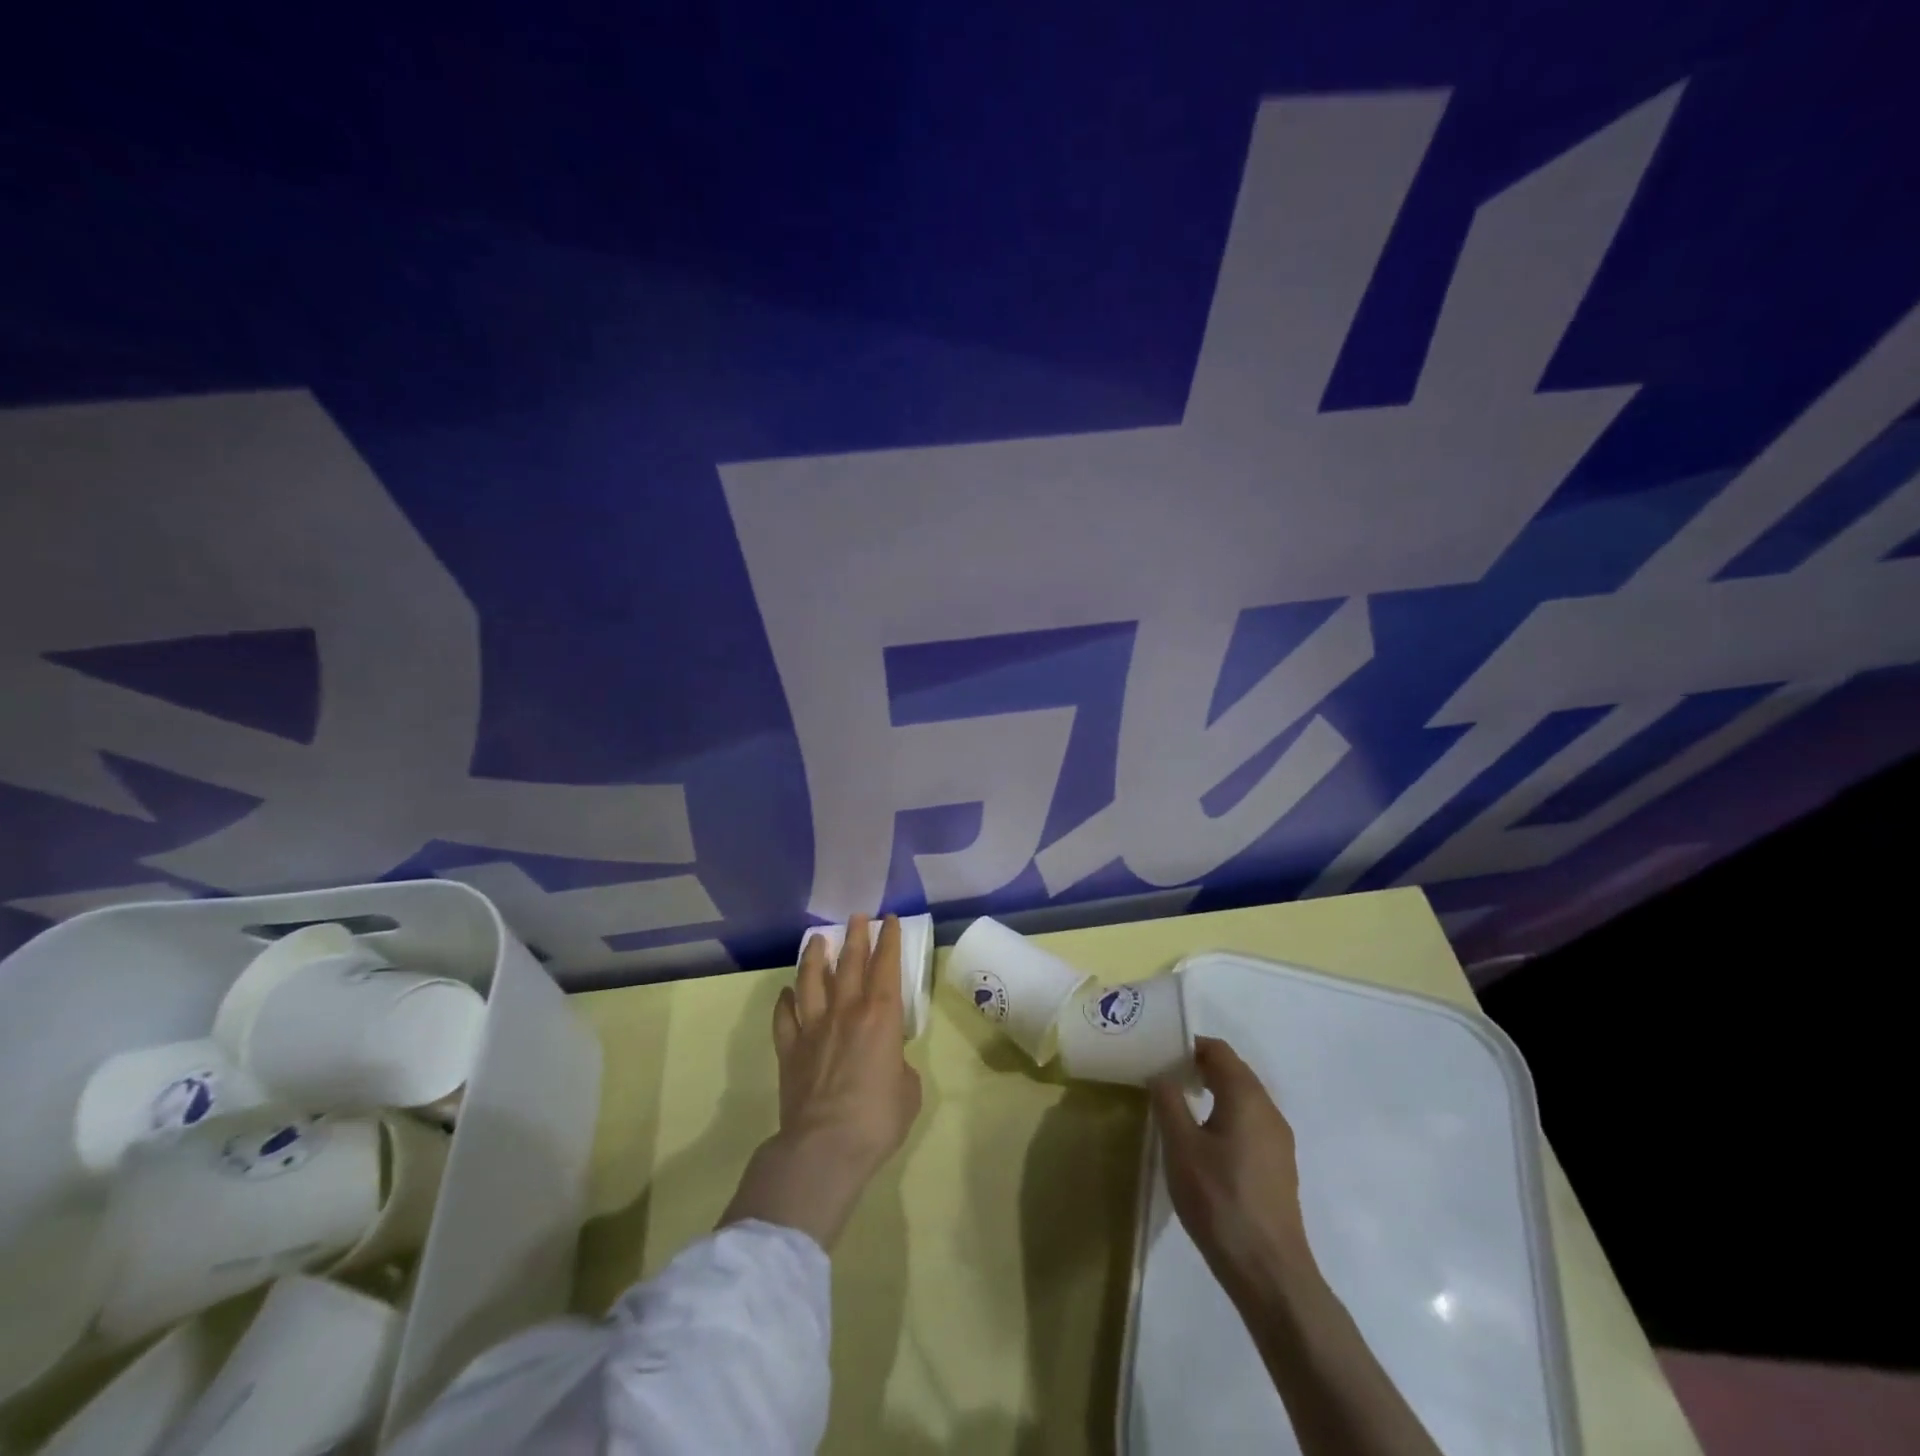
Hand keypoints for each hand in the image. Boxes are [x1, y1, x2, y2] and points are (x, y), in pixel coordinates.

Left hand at [722, 914, 923, 1248]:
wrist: (824, 1147)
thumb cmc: (877, 1118)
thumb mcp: (908, 1091)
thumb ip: (900, 1065)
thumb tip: (888, 1061)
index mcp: (881, 1015)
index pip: (886, 965)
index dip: (889, 939)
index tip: (888, 920)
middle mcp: (846, 1010)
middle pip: (849, 962)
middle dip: (856, 936)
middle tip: (857, 916)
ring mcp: (813, 1027)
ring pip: (811, 980)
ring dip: (814, 957)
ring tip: (817, 940)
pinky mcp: (789, 1049)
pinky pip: (784, 1017)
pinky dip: (785, 1001)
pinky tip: (786, 993)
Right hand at [1153, 1039, 1445, 1455]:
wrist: (1269, 1273)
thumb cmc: (1219, 1200)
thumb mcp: (1180, 1146)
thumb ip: (1168, 1101)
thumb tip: (1161, 1074)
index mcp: (1247, 1097)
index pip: (1219, 1051)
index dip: (1189, 1046)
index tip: (1160, 1054)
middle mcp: (1269, 1110)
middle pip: (1234, 1072)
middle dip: (1199, 1068)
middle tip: (1164, 1077)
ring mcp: (1279, 1141)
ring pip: (1243, 1099)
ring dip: (1213, 1093)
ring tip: (1180, 1106)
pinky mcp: (1279, 1167)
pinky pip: (1250, 1123)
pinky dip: (1226, 1116)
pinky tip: (1205, 1141)